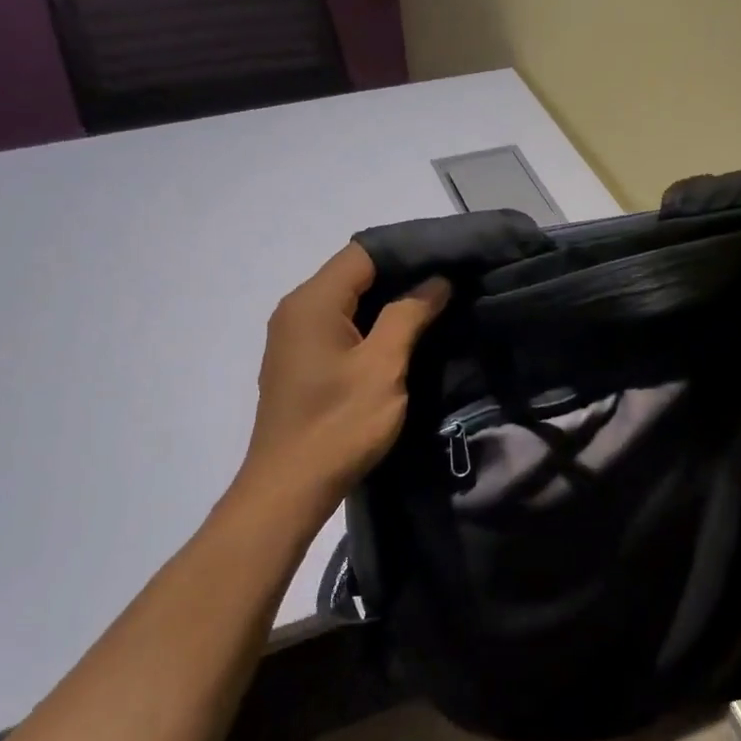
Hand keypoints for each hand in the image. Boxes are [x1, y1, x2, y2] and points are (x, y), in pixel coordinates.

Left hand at [233, 242, 450, 504]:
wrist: (290, 488)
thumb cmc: (339, 424)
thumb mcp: (383, 366)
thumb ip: (410, 315)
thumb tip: (436, 280)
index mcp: (313, 302)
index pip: (363, 254)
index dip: (407, 253)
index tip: (448, 260)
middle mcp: (296, 310)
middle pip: (353, 274)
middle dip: (401, 275)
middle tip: (449, 283)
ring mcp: (294, 337)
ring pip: (347, 301)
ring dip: (388, 301)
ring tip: (435, 305)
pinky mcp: (300, 362)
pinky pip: (339, 326)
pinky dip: (370, 323)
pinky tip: (401, 337)